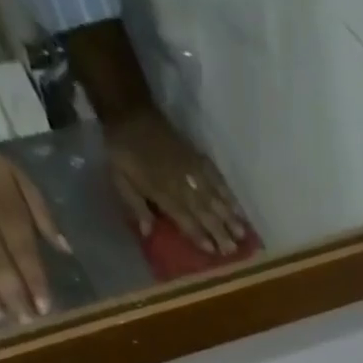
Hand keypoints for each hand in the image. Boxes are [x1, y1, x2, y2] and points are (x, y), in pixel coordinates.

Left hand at [105, 110, 248, 255]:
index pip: (185, 218)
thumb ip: (136, 206)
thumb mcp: (120, 180)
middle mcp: (182, 183)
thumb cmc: (123, 151)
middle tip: (234, 250)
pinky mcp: (198, 157)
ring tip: (243, 234)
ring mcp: (192, 169)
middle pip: (204, 211)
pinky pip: (217, 177)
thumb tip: (148, 232)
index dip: (199, 235)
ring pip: (215, 197)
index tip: (213, 251)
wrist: (131, 112)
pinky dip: (228, 193)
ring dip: (230, 217)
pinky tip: (237, 207)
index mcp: (162, 191)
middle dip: (220, 231)